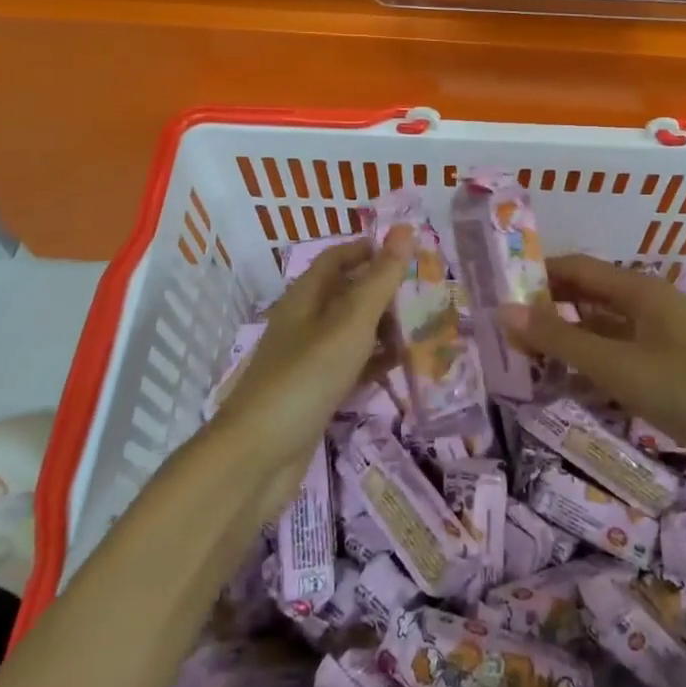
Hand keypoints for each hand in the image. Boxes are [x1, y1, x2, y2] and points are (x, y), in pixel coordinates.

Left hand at [211, 230, 411, 513]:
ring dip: (384, 327)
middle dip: (384, 290)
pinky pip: (351, 366)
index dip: (370, 249)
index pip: (337, 257)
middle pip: (347, 293)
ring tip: (425, 328)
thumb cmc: (306, 377)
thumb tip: (405, 230)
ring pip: (352, 331)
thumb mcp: (350, 322)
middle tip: (427, 292)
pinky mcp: (315, 392)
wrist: (258, 456)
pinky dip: (375, 362)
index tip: (409, 251)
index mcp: (305, 297)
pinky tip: (402, 366)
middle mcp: (304, 322)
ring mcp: (308, 360)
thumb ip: (380, 279)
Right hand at [502, 255, 685, 502]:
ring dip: (566, 337)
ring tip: (521, 353)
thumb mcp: (617, 365)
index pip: (577, 268)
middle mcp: (650, 307)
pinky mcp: (668, 372)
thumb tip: (503, 312)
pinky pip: (617, 356)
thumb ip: (559, 339)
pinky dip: (588, 362)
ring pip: (601, 328)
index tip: (496, 288)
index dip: (537, 274)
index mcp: (641, 290)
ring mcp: (661, 340)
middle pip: (588, 296)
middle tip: (501, 326)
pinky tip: (564, 381)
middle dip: (548, 306)